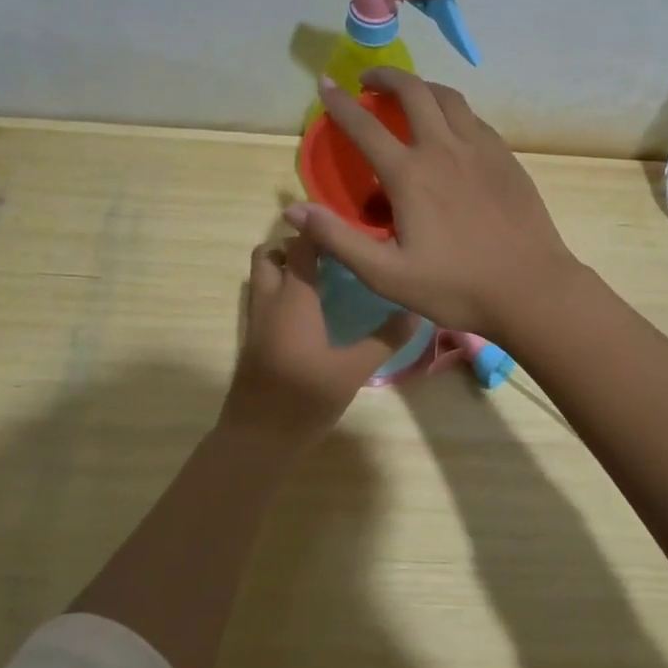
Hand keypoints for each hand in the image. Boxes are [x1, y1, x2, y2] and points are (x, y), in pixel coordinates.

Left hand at [217, 234, 408, 448]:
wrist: (257, 439)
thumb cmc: (304, 399)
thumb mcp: (352, 371)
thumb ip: (384, 340)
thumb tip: (414, 311)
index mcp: (293, 299)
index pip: (301, 245)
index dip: (319, 230)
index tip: (347, 227)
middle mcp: (269, 301)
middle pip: (269, 255)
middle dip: (294, 245)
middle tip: (330, 255)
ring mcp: (256, 322)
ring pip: (262, 277)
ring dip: (284, 268)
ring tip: (322, 279)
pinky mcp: (253, 341)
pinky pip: (263, 300)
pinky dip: (280, 292)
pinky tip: (311, 312)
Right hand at [283, 69, 581, 337]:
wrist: (531, 288)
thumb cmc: (456, 286)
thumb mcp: (387, 274)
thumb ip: (338, 239)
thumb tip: (293, 208)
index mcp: (410, 174)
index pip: (365, 125)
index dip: (340, 103)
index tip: (325, 84)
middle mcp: (444, 148)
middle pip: (413, 91)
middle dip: (386, 77)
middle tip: (369, 80)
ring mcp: (480, 149)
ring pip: (448, 97)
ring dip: (423, 87)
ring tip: (409, 94)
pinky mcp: (506, 158)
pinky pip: (474, 118)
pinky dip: (453, 110)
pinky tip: (451, 127)